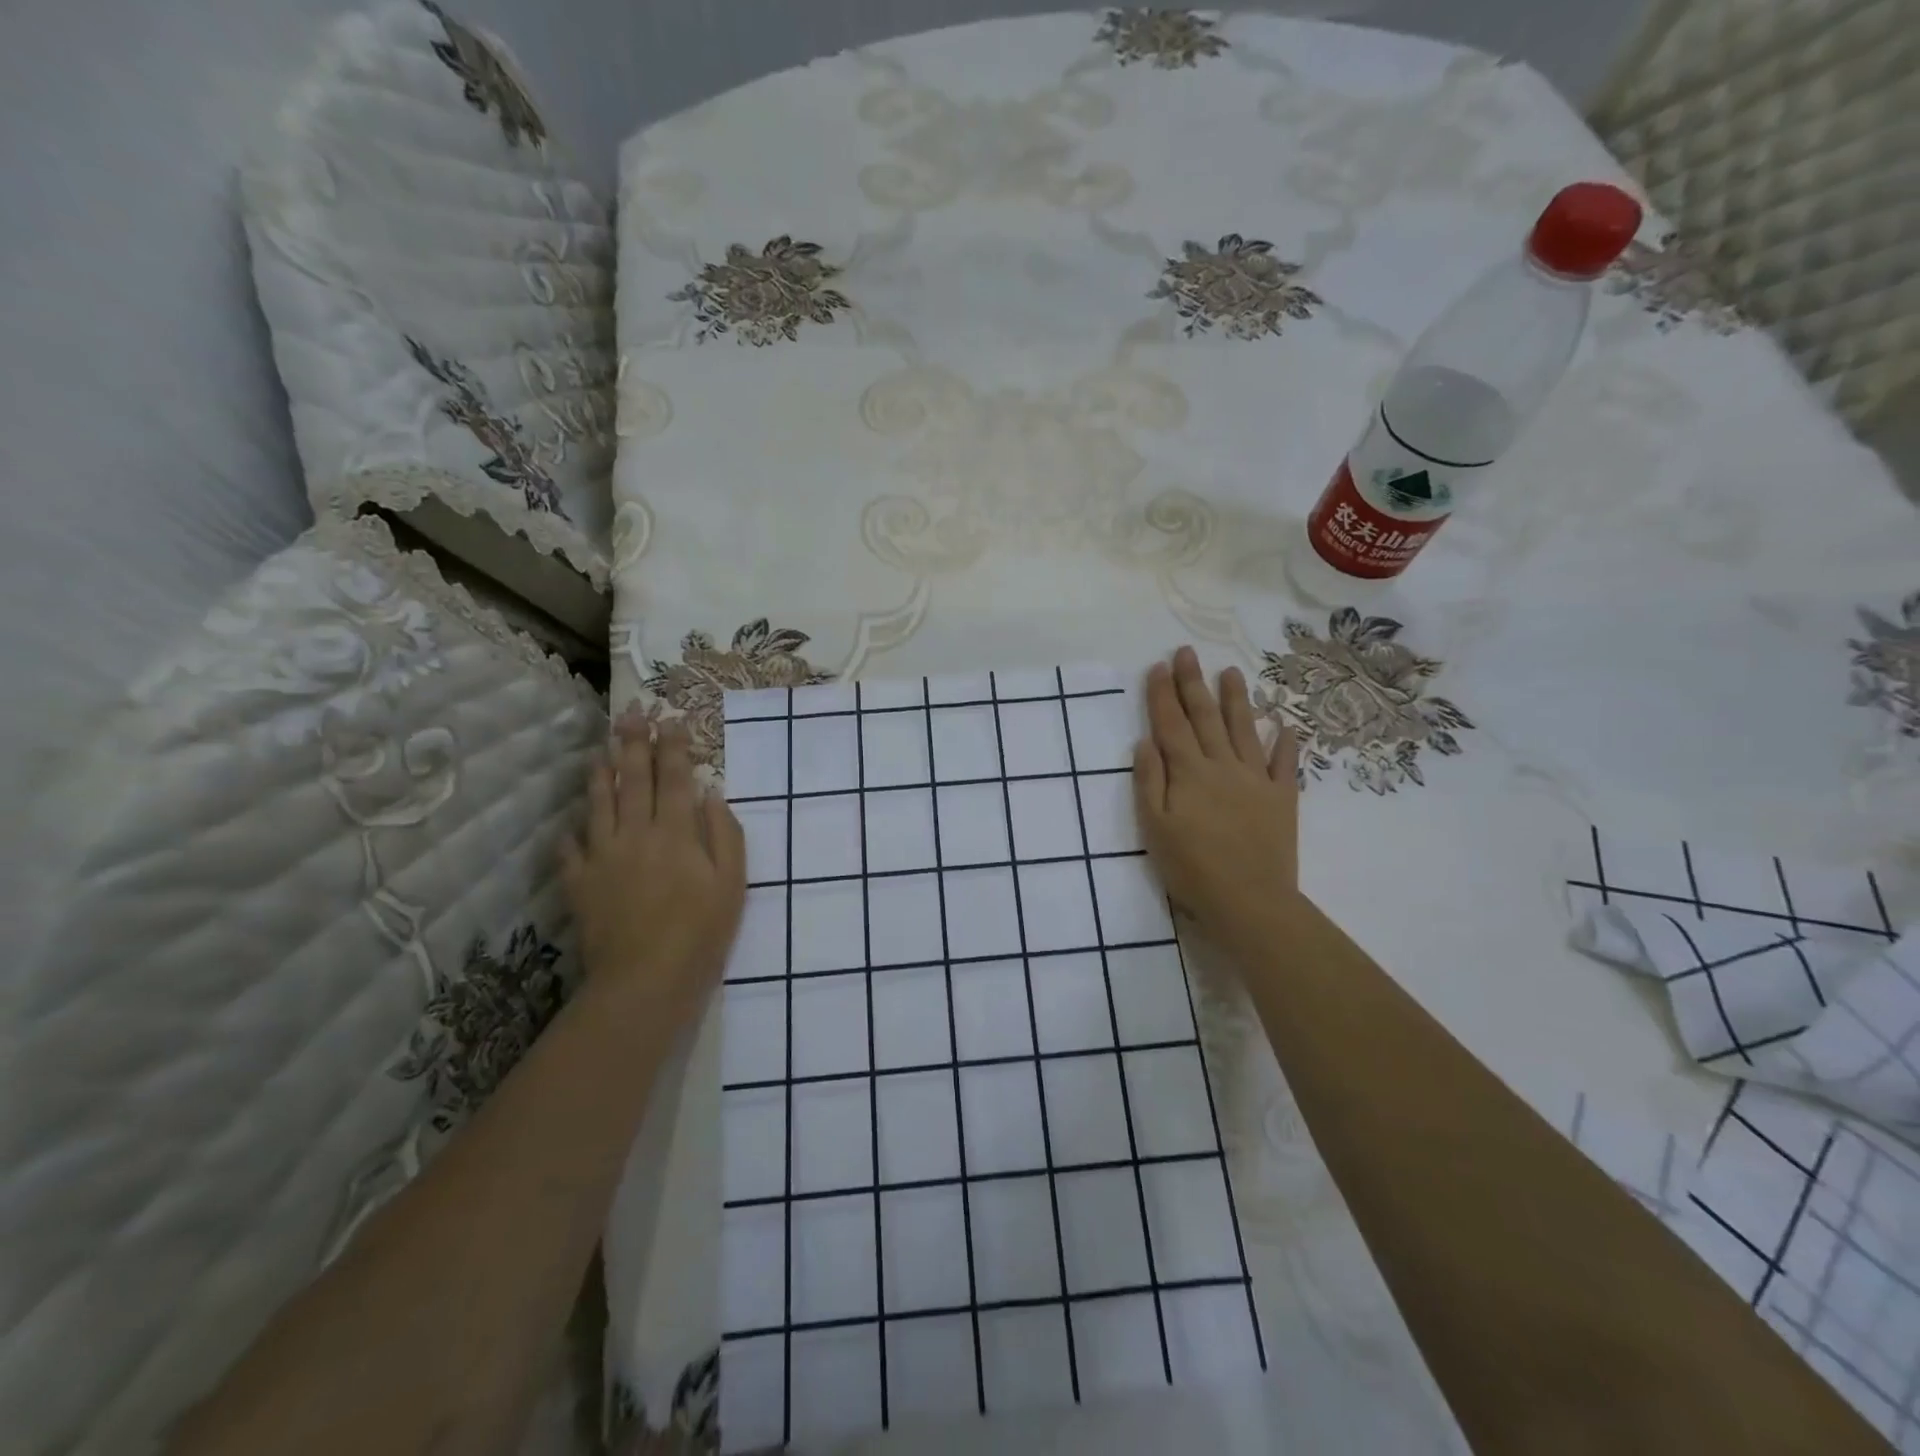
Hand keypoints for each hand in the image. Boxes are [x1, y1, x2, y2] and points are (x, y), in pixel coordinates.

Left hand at [562, 714, 745, 1030]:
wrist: (644, 981)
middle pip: (633, 780)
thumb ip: (725, 834)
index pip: (675, 778)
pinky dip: (572, 832)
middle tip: (630, 714)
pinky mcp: (580, 884)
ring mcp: (603, 858)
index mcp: (676, 832)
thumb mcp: (733, 883)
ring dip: (600, 774)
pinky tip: (572, 824)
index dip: (674, 747)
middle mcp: (636, 834)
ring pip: (598, 805)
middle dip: (633, 744)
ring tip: (600, 749)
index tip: (672, 720)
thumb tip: (711, 795)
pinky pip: (571, 850)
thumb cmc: (701, 932)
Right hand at [1134, 647, 1301, 942]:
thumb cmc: (1192, 869)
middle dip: (1193, 683)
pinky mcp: (1282, 798)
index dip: (1162, 694)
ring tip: (1231, 671)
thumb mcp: (1154, 828)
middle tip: (1187, 652)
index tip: (1158, 666)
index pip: (1171, 724)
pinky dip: (1284, 742)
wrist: (1250, 901)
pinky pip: (1284, 763)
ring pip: (1244, 730)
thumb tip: (1145, 742)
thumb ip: (1149, 782)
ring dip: (1236, 699)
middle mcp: (1222, 766)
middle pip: (1204, 717)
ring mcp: (1256, 780)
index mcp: (1189, 773)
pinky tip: (1285, 725)